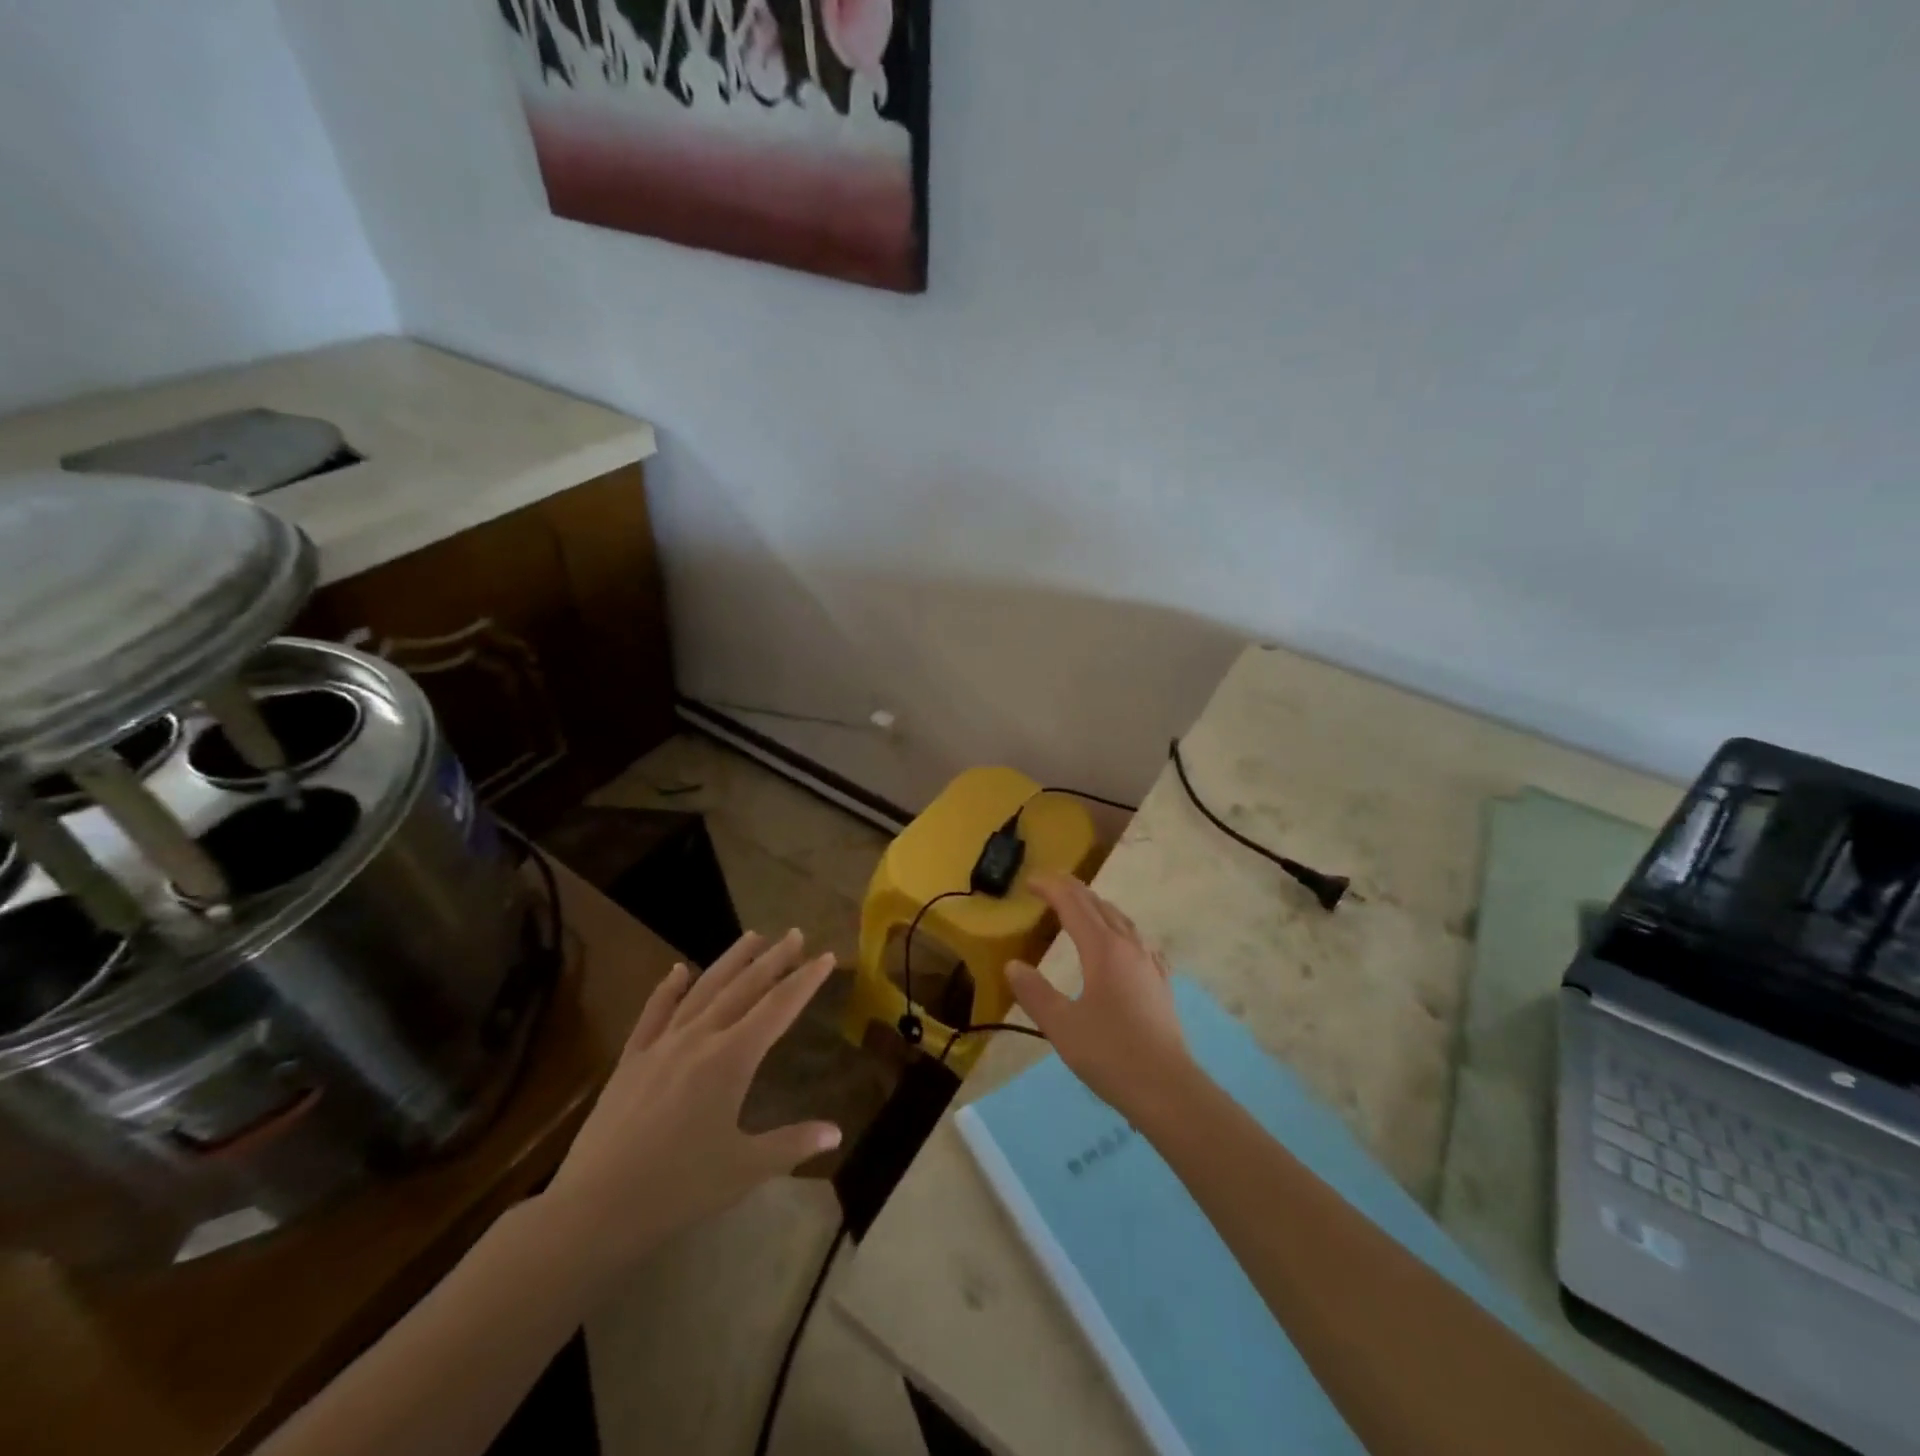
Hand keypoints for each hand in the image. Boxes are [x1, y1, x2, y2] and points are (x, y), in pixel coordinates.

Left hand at [536, 930, 841, 1281]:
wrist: (594, 1207)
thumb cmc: (678, 1188)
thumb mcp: (745, 1170)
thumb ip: (792, 1144)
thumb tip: (836, 1133)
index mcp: (732, 1059)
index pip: (778, 1008)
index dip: (805, 981)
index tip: (827, 956)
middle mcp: (699, 1038)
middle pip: (743, 988)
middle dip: (773, 959)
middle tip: (794, 934)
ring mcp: (661, 1045)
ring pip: (702, 990)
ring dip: (730, 961)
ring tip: (751, 936)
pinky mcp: (630, 1060)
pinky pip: (653, 1013)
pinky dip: (668, 989)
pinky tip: (677, 970)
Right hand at [1007, 876, 1194, 1122]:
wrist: (1167, 1088)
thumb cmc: (1110, 1054)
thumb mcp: (1061, 1025)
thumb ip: (1034, 992)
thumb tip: (1013, 965)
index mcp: (1102, 949)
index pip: (1073, 905)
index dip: (1051, 888)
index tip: (1030, 882)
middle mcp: (1128, 947)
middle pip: (1099, 906)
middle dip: (1073, 890)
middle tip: (1050, 884)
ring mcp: (1149, 964)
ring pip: (1121, 920)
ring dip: (1097, 906)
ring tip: (1081, 907)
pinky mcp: (1160, 983)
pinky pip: (1138, 941)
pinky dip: (1119, 929)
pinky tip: (1122, 943)